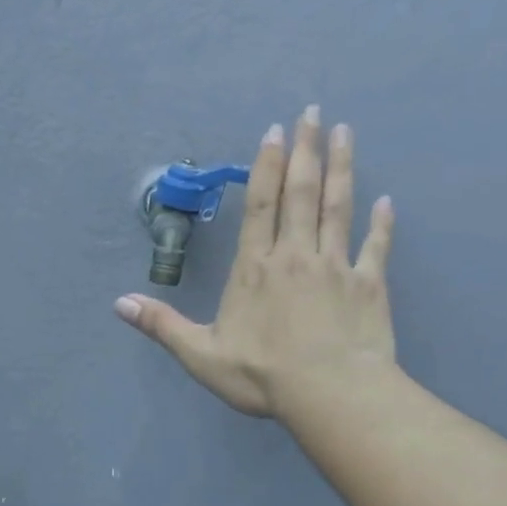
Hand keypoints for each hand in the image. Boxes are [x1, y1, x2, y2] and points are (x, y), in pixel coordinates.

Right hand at [113, 106, 397, 421]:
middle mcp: (296, 256)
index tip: (275, 131)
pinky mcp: (369, 285)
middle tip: (314, 113)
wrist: (329, 393)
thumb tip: (119, 304)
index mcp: (255, 269)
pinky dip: (382, 223)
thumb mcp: (200, 354)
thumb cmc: (260, 375)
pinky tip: (387, 202)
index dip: (266, 166)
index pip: (261, 206)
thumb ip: (162, 325)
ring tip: (345, 133)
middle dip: (306, 150)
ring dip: (342, 168)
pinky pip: (376, 246)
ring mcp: (336, 267)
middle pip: (302, 193)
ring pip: (338, 208)